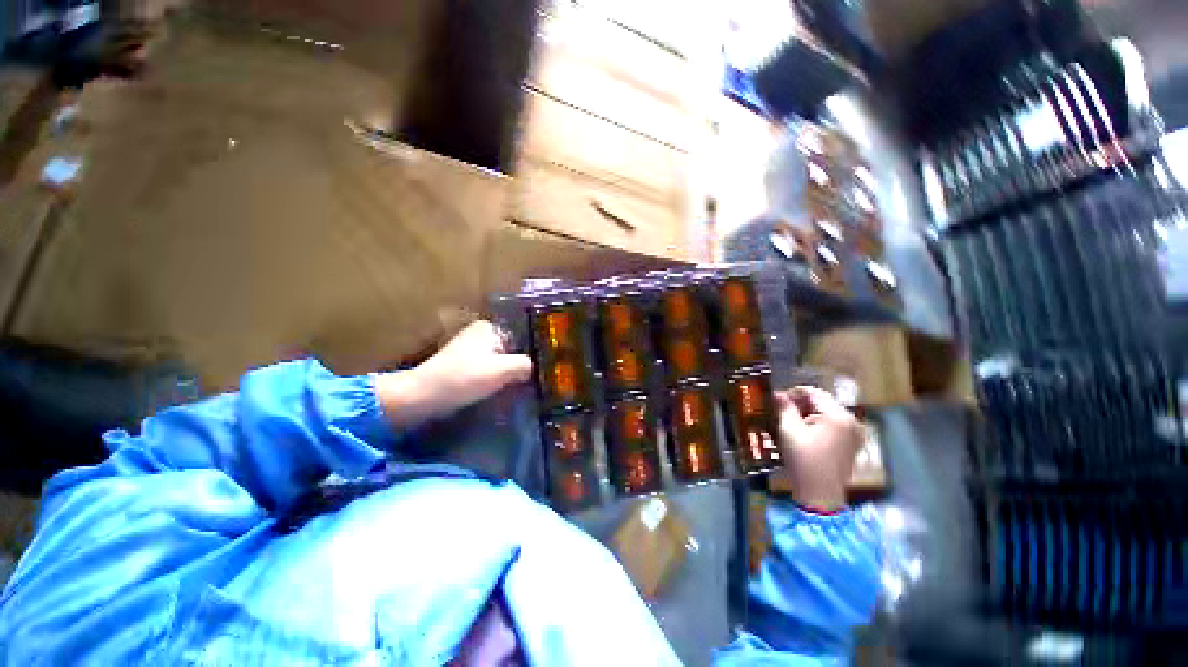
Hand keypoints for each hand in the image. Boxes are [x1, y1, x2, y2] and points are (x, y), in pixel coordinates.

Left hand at [375, 321, 532, 427]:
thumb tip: (534, 368)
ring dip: (508, 375)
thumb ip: (524, 365)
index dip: (532, 355)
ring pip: (500, 361)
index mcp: (490, 328)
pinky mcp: (463, 364)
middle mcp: (480, 333)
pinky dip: (495, 379)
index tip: (540, 372)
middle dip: (519, 366)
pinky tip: (501, 391)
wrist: (423, 396)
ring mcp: (470, 349)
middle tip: (531, 383)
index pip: (521, 339)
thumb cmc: (464, 378)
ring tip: (519, 389)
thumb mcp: (501, 370)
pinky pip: (489, 369)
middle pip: (511, 350)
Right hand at [775, 386, 862, 511]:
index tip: (777, 400)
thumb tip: (777, 393)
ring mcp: (853, 434)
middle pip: (821, 402)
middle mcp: (851, 421)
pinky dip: (816, 423)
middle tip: (780, 410)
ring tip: (788, 420)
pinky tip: (802, 431)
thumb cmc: (803, 460)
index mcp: (838, 416)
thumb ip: (784, 407)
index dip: (793, 392)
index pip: (813, 392)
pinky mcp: (850, 444)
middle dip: (800, 403)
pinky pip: (831, 425)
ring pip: (826, 413)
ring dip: (806, 413)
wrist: (819, 495)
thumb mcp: (789, 430)